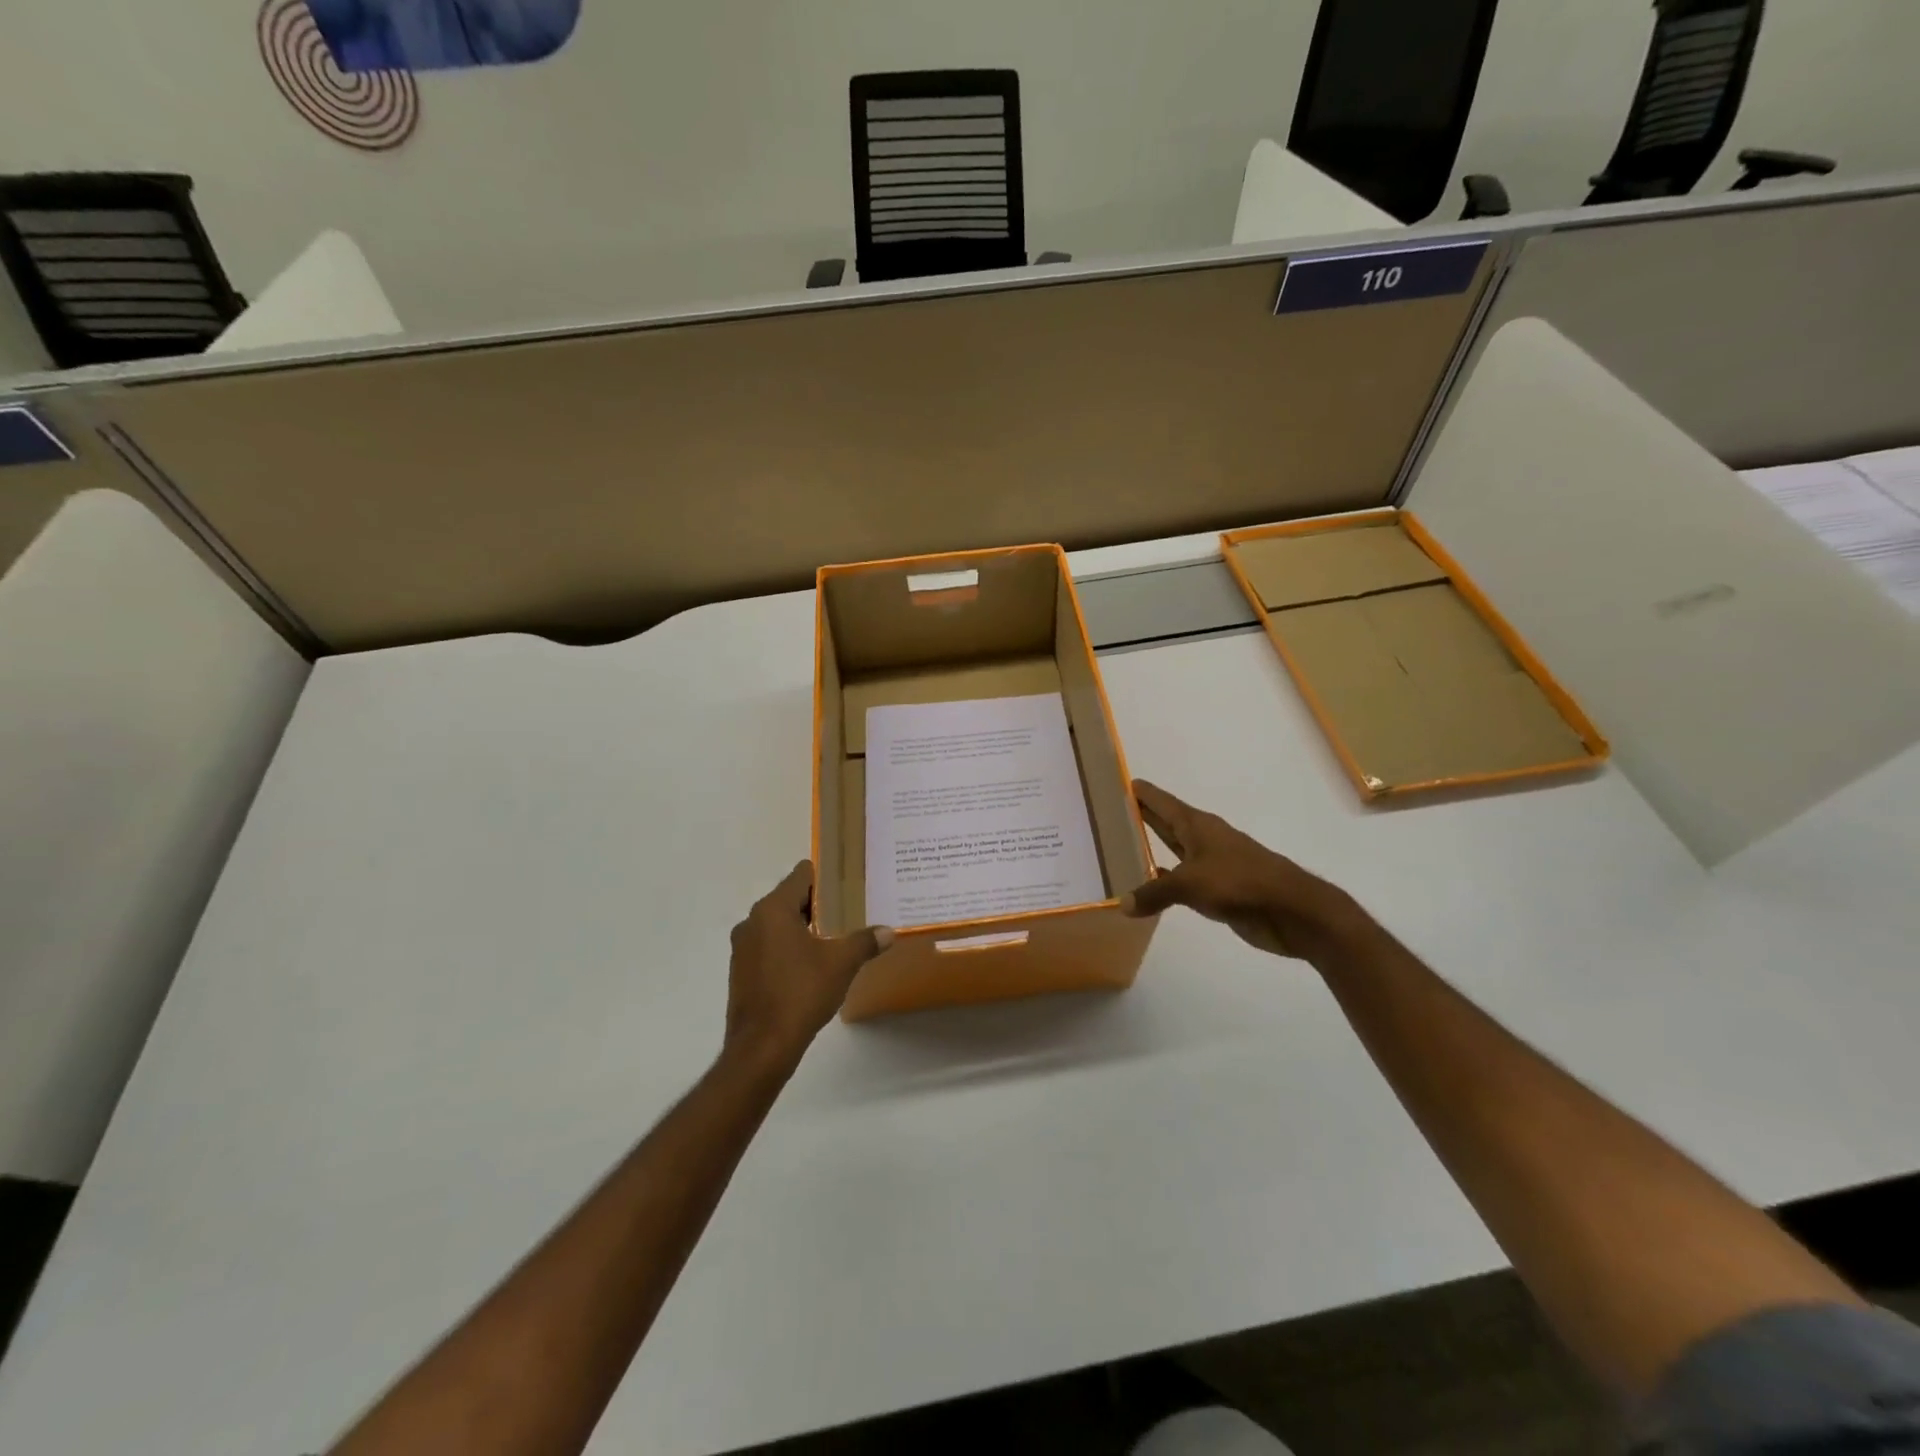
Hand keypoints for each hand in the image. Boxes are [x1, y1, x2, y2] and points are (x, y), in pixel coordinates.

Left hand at [725, 862, 892, 1068]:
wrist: (762, 1047)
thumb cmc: (801, 993)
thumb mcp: (841, 964)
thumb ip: (865, 942)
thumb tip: (888, 932)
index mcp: (773, 910)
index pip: (800, 876)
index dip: (824, 877)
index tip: (846, 885)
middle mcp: (752, 922)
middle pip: (789, 899)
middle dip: (817, 905)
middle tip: (847, 912)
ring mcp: (742, 949)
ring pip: (777, 925)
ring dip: (802, 929)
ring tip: (833, 939)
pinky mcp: (740, 973)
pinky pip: (768, 948)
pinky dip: (788, 950)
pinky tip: (810, 967)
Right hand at [1121, 780, 1360, 960]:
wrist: (1291, 910)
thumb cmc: (1239, 882)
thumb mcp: (1190, 884)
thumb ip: (1154, 892)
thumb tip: (1123, 904)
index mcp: (1197, 825)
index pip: (1161, 801)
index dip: (1141, 792)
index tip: (1119, 781)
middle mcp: (1203, 839)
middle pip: (1167, 822)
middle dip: (1142, 816)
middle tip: (1110, 812)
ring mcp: (1212, 864)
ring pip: (1174, 850)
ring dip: (1152, 849)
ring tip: (1121, 848)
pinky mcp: (1219, 889)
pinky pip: (1183, 880)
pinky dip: (1165, 881)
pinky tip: (1149, 886)